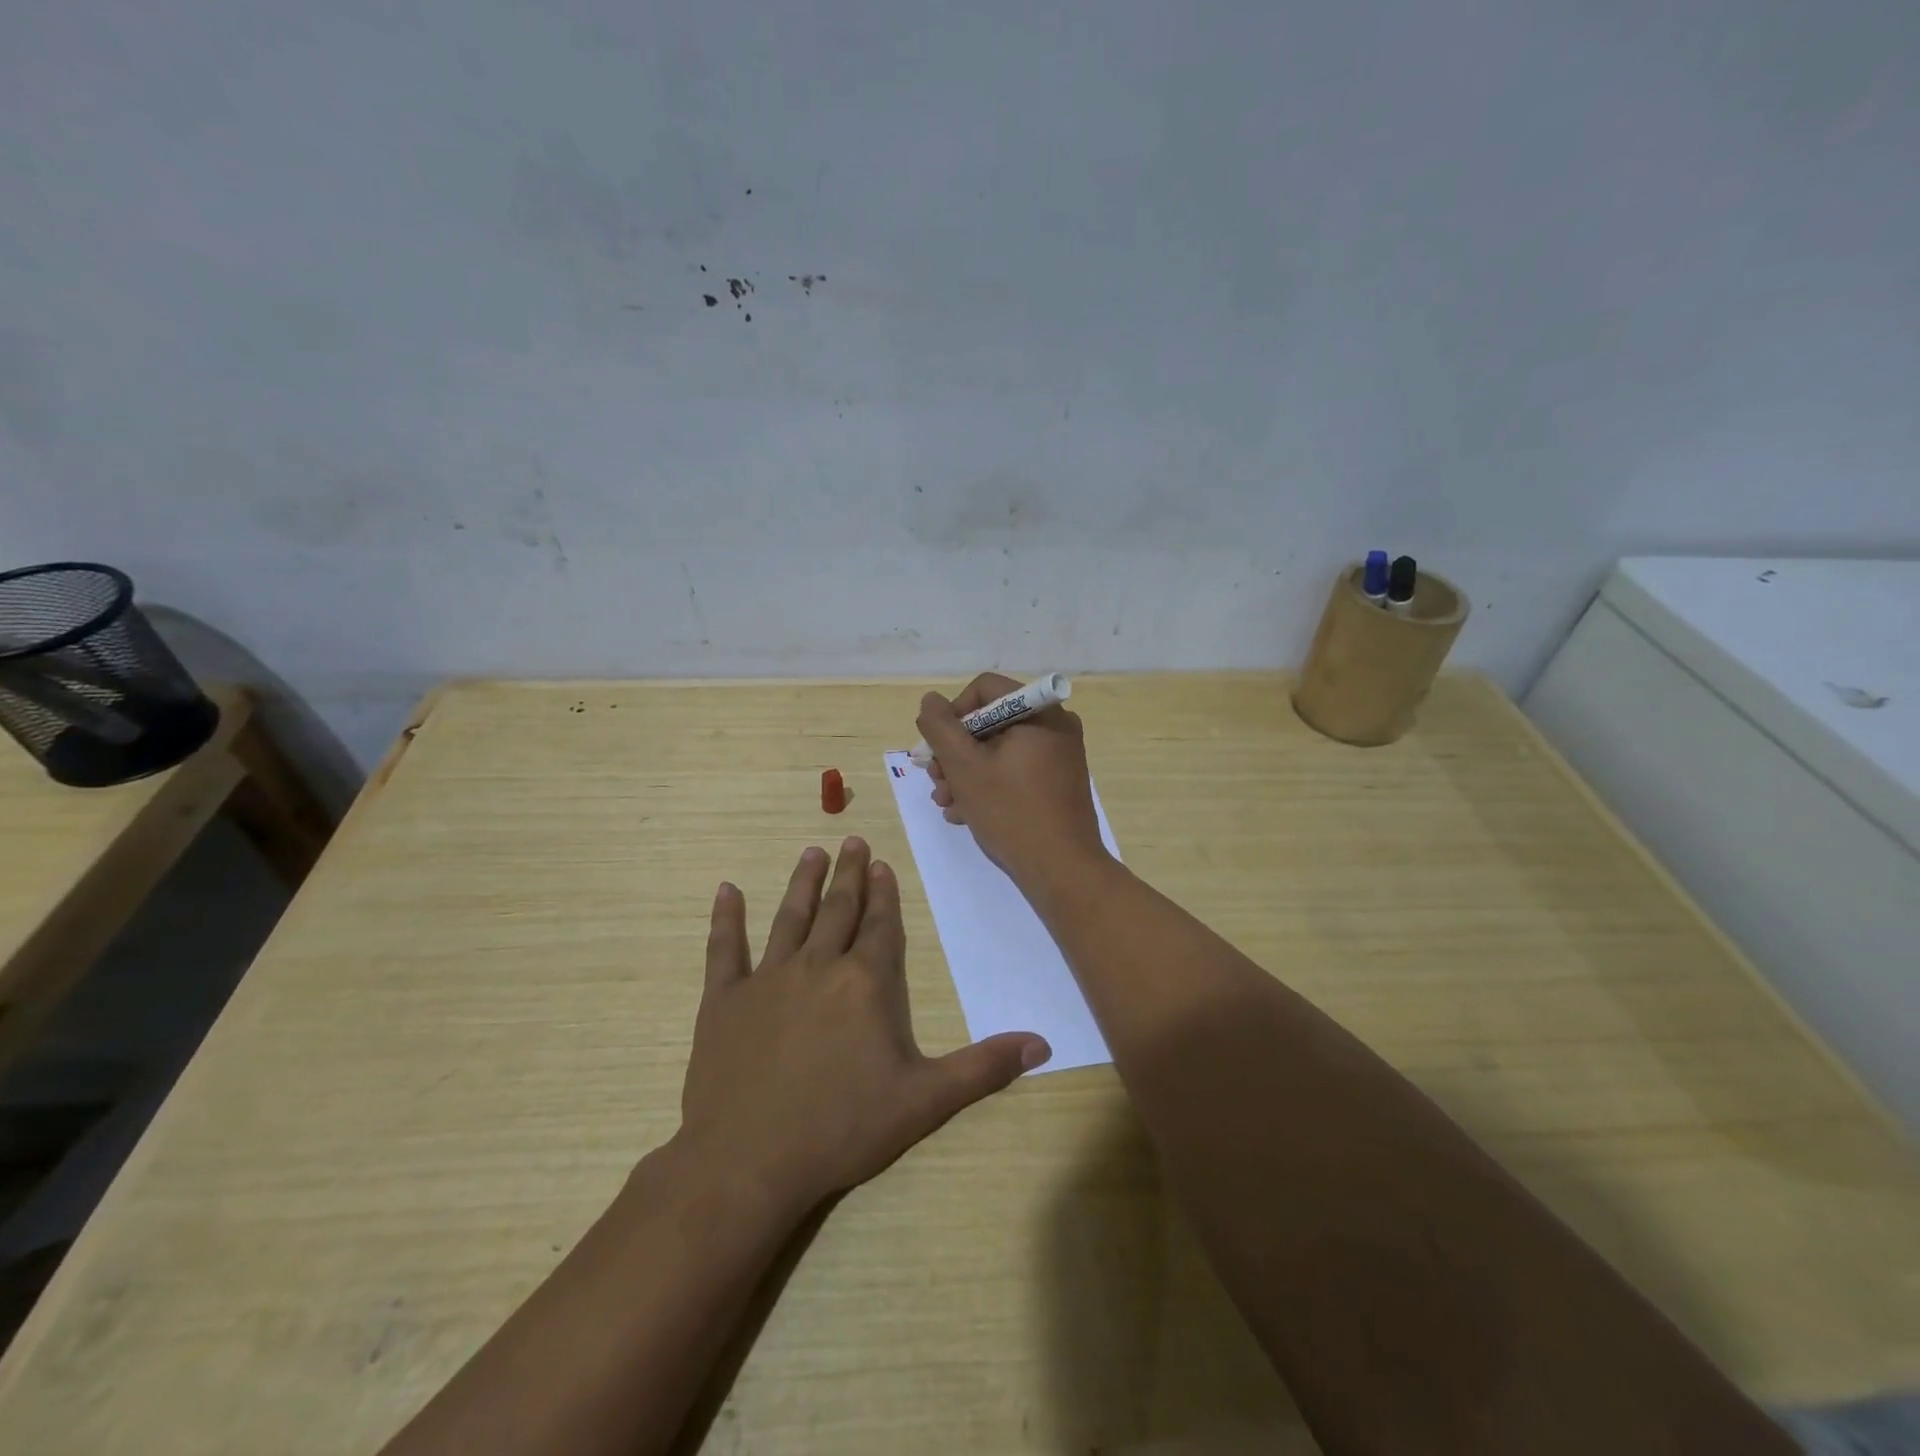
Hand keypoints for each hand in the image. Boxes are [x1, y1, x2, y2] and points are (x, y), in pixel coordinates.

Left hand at [679, 836, 1050, 1212]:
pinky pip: (725, 948)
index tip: (882, 864)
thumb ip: (983, 1068)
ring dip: (803, 883)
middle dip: (848, 874)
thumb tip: (1043, 1044)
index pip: (880, 926)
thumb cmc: (841, 1129)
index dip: (885, 895)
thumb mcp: (924, 1102)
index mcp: (865, 983)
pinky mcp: (724, 1000)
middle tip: (851, 841)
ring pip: (790, 917)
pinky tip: (726, 889)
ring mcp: (767, 979)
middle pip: (838, 909)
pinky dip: (726, 918)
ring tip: (812, 852)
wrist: (746, 1162)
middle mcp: (818, 966)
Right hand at [916, 673, 1110, 891]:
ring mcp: (1060, 756)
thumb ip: (941, 728)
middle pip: (990, 722)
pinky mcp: (1058, 782)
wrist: (1062, 870)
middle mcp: (1055, 725)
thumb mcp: (965, 767)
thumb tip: (931, 701)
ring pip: (1000, 750)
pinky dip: (989, 785)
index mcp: (1039, 712)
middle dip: (956, 752)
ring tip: (946, 804)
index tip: (938, 749)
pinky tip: (966, 813)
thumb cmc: (1011, 812)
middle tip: (936, 782)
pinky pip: (1016, 770)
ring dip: (966, 774)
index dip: (953, 714)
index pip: (984, 689)